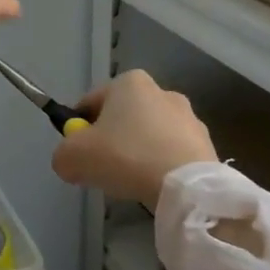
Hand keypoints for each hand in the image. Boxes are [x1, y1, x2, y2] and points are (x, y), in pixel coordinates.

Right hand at [50, 69, 215, 204]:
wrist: (186, 187)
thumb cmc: (124, 157)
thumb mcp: (72, 157)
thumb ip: (62, 155)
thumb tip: (69, 162)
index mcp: (129, 82)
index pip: (90, 103)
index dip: (78, 129)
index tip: (79, 153)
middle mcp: (162, 91)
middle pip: (121, 119)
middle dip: (109, 141)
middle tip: (102, 169)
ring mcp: (189, 118)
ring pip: (147, 136)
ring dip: (136, 154)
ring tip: (131, 181)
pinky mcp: (206, 144)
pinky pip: (171, 153)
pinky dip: (160, 166)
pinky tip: (155, 185)